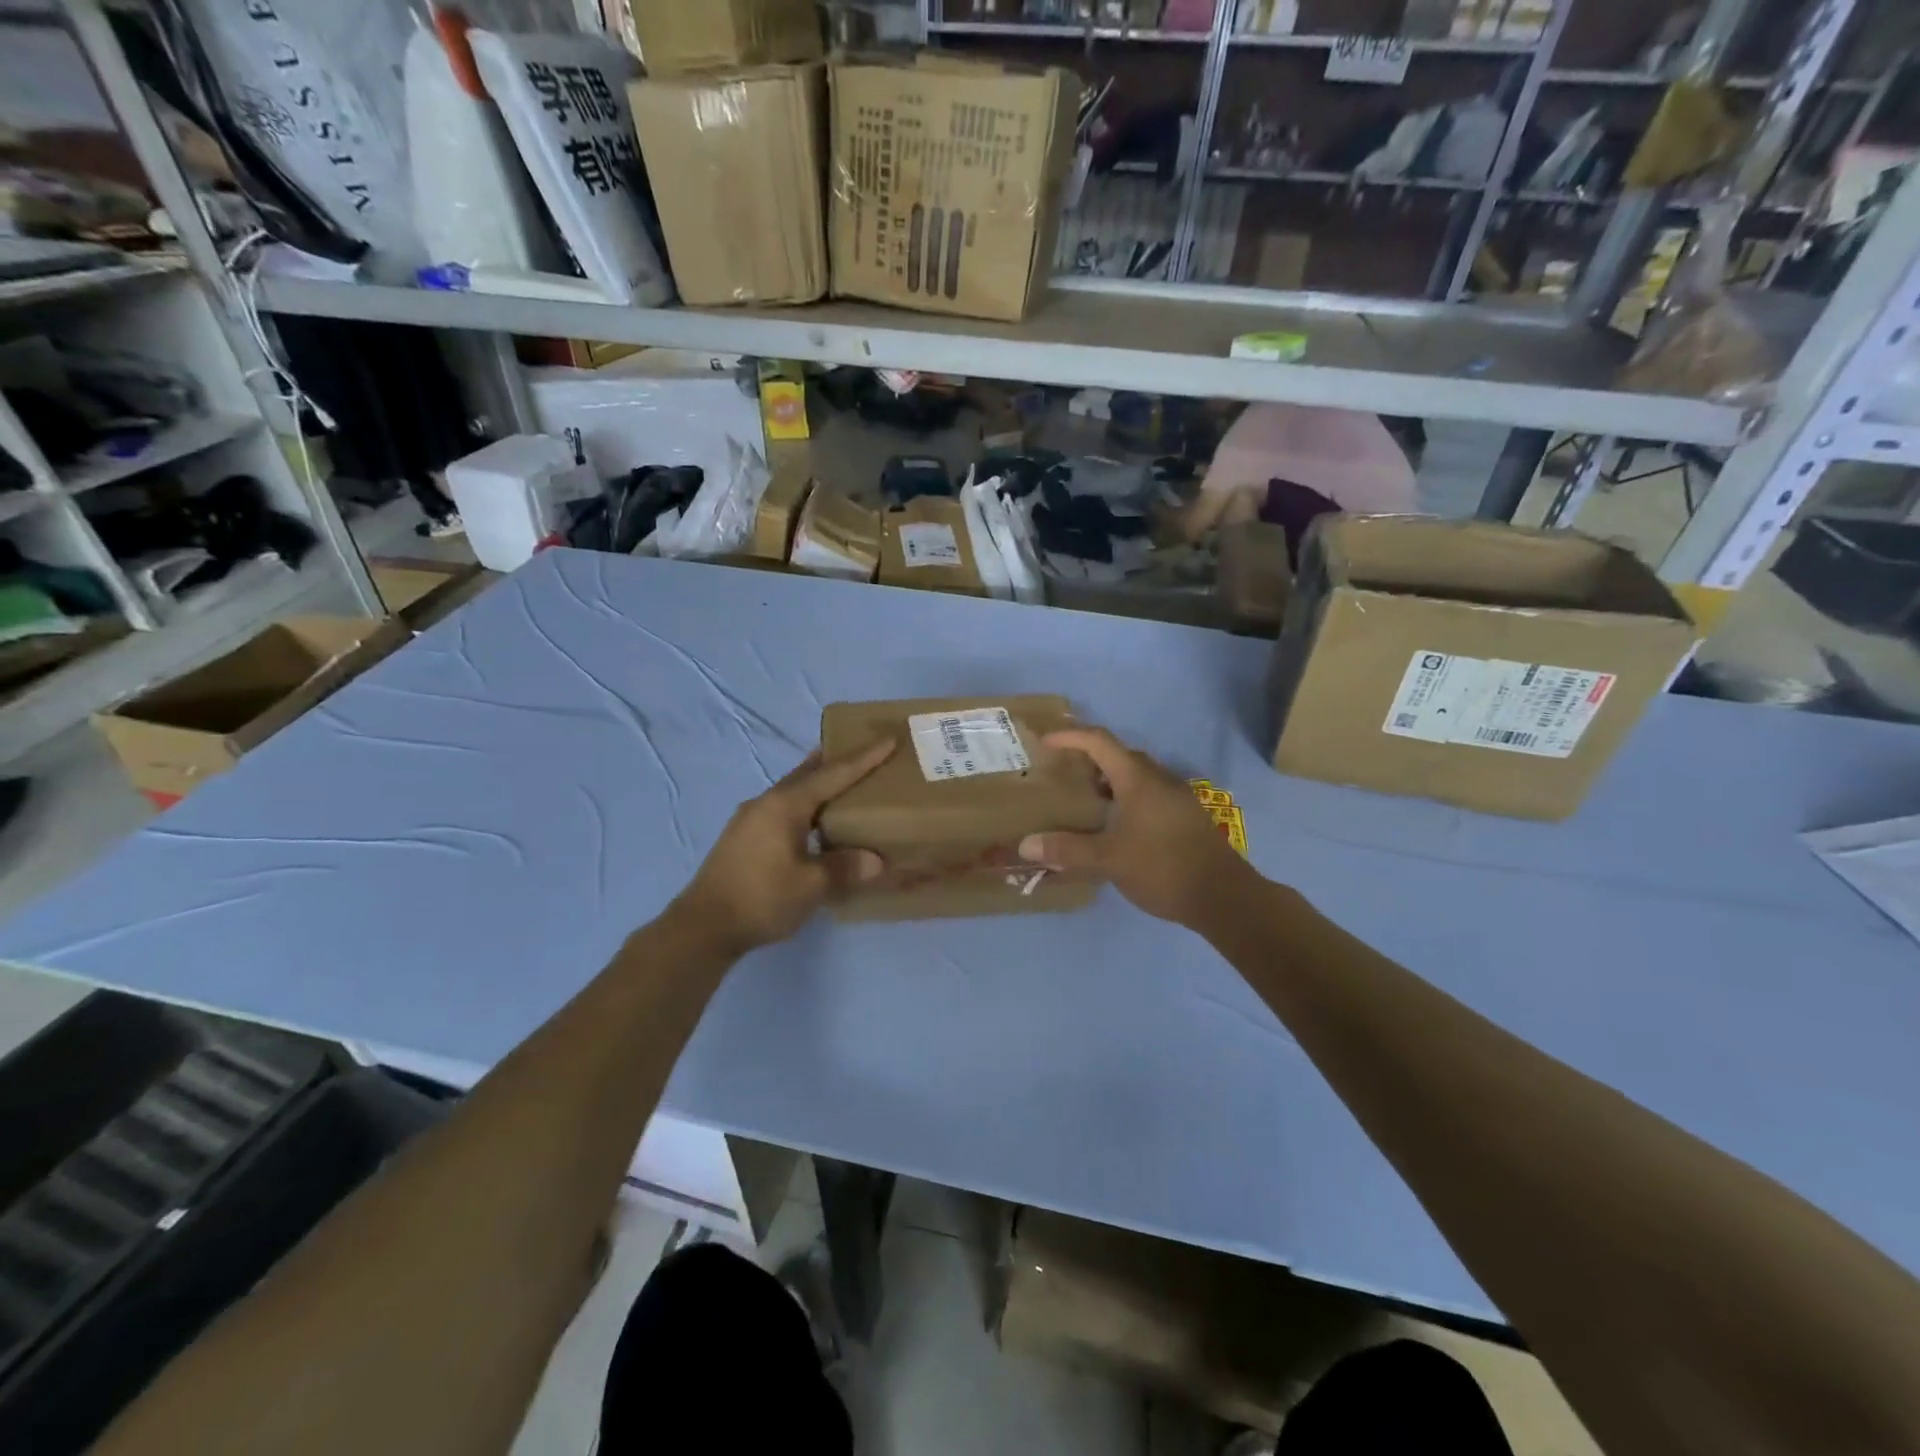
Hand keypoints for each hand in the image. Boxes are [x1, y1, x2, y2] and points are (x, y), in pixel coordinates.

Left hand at [672, 738, 895, 953]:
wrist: (703, 926)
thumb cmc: (762, 898)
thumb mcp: (812, 885)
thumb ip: (845, 867)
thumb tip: (875, 860)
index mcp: (786, 805)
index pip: (834, 774)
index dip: (864, 758)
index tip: (888, 740)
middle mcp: (767, 802)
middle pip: (807, 773)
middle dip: (835, 761)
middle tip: (864, 751)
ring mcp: (750, 818)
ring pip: (792, 790)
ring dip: (817, 783)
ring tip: (842, 783)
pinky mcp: (743, 837)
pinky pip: (782, 807)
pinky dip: (804, 804)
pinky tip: (812, 819)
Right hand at [1019, 728, 1258, 928]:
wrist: (1224, 897)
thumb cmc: (1163, 868)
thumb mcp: (1110, 860)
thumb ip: (1068, 850)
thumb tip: (1025, 845)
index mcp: (1139, 780)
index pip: (1100, 742)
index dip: (1071, 736)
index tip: (1046, 742)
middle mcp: (1160, 780)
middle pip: (1121, 756)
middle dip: (1090, 759)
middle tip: (1064, 773)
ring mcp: (1178, 799)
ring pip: (1138, 777)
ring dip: (1111, 781)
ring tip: (1086, 802)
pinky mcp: (1187, 819)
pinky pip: (1150, 795)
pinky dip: (1127, 799)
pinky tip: (1117, 827)